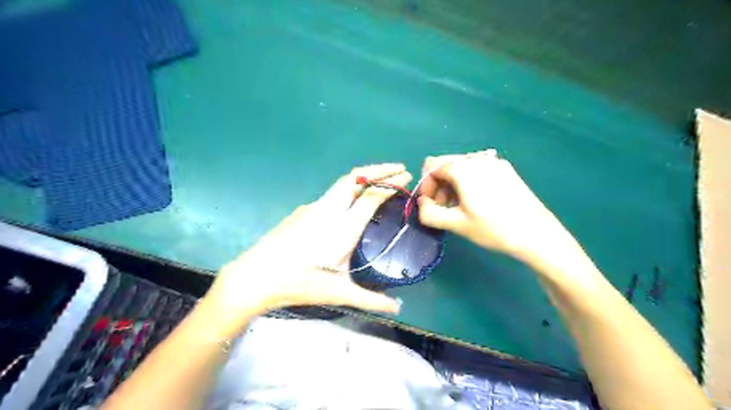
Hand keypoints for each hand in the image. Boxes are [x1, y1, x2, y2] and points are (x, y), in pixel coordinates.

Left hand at [202, 164, 409, 335]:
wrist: (255, 277)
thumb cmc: (299, 284)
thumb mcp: (338, 293)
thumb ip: (371, 299)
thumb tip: (398, 307)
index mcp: (341, 228)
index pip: (371, 197)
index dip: (391, 184)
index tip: (407, 177)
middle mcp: (329, 210)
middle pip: (356, 177)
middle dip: (380, 169)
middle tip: (399, 169)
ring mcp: (313, 208)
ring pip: (343, 183)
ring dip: (364, 177)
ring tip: (381, 182)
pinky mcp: (303, 211)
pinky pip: (333, 194)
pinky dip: (350, 189)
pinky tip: (352, 204)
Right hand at [416, 151, 570, 265]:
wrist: (537, 234)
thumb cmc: (493, 229)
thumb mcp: (456, 224)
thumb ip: (429, 213)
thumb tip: (422, 203)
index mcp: (464, 168)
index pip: (432, 167)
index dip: (425, 186)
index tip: (429, 205)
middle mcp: (478, 158)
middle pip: (446, 164)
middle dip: (438, 185)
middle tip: (443, 208)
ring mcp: (494, 162)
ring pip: (461, 167)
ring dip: (452, 185)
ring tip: (458, 207)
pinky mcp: (505, 170)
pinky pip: (477, 170)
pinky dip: (467, 182)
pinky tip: (475, 202)